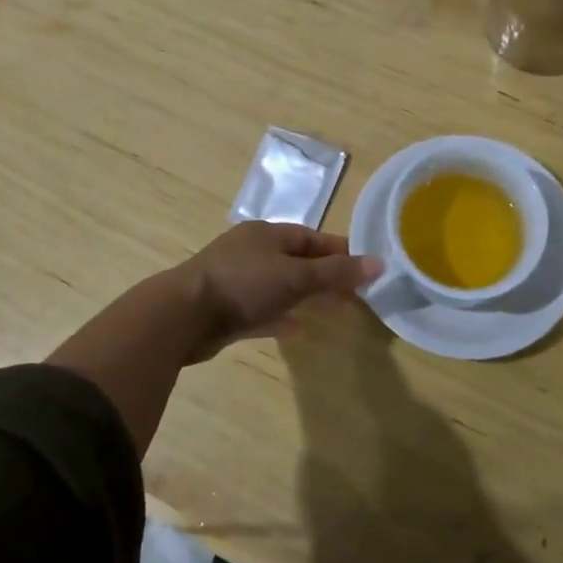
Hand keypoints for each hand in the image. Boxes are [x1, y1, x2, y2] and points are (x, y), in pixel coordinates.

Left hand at [177, 221, 382, 361]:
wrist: (182, 316)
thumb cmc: (242, 285)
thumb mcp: (295, 276)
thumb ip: (335, 272)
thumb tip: (380, 263)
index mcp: (266, 234)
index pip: (311, 237)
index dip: (339, 250)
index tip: (365, 265)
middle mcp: (250, 252)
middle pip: (296, 260)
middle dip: (324, 274)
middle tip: (353, 292)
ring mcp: (236, 280)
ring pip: (279, 285)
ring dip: (304, 295)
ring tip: (332, 308)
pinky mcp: (226, 309)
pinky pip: (261, 309)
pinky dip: (280, 316)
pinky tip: (296, 328)